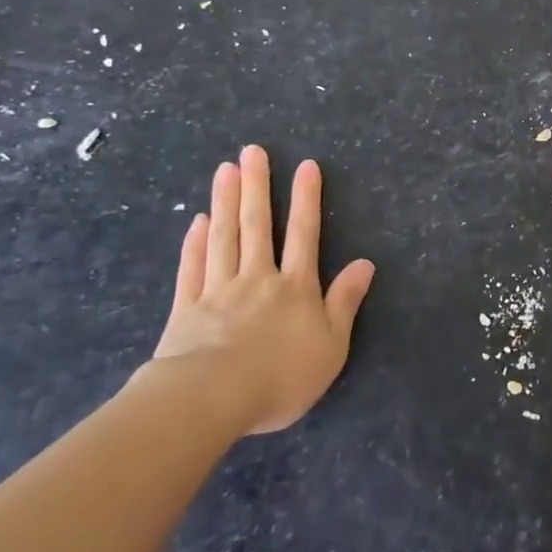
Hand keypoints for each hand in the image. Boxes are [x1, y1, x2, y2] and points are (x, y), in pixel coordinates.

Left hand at [143, 145, 375, 434]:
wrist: (210, 400)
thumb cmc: (280, 376)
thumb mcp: (331, 346)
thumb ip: (345, 302)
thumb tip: (365, 263)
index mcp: (295, 288)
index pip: (304, 234)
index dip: (306, 199)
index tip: (306, 165)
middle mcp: (258, 278)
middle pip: (257, 226)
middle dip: (257, 186)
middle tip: (252, 151)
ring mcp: (218, 291)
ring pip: (223, 238)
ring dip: (224, 201)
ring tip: (225, 170)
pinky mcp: (186, 310)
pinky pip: (192, 269)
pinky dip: (194, 244)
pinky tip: (195, 222)